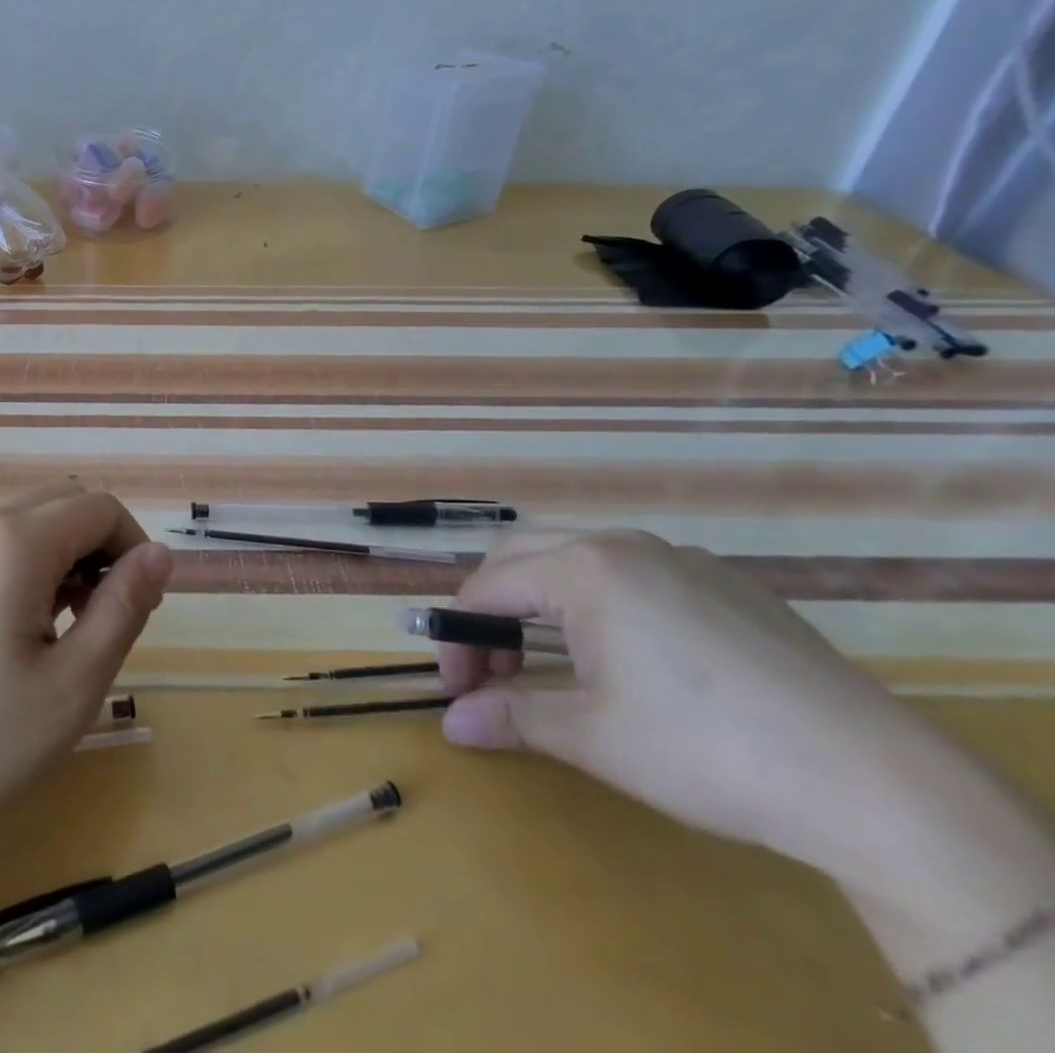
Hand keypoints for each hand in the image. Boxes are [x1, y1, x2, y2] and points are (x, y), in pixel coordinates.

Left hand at [0, 483, 173, 862]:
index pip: (100, 507)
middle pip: (67, 501)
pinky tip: (27, 626)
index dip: (133, 549)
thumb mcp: (72, 685)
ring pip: (35, 518)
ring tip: (68, 629)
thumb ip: (124, 608)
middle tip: (104, 619)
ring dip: (69, 555)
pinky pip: (2, 539)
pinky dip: (34, 562)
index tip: (139, 609)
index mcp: (13, 541)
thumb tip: (160, 554)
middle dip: (102, 546)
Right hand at [434, 530, 990, 891]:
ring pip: (578, 558)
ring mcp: (681, 558)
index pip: (487, 589)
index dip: (459, 638)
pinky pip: (635, 572)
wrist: (876, 782)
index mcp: (582, 568)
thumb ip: (512, 716)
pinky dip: (599, 600)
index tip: (455, 687)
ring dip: (542, 601)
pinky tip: (627, 655)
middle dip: (492, 609)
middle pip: (522, 557)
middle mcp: (622, 544)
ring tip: (549, 659)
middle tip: (490, 669)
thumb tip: (451, 723)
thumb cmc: (706, 749)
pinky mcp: (728, 583)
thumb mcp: (593, 736)